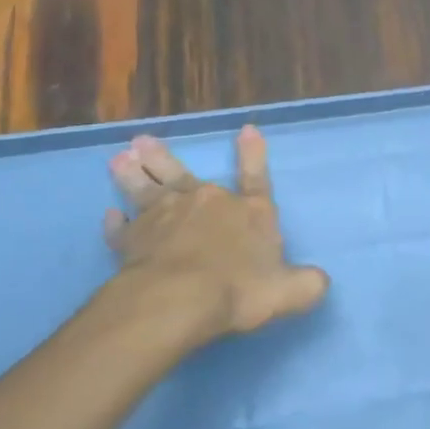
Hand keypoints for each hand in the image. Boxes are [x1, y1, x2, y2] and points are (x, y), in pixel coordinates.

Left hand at [93, 126, 329, 346]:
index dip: (254, 154)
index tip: (247, 129)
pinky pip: (122, 230)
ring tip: (118, 159)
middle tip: (141, 141)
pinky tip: (110, 217)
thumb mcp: (291, 291)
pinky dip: (116, 224)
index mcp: (248, 212)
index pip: (256, 178)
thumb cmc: (240, 289)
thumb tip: (320, 281)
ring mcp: (164, 219)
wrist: (180, 299)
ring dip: (132, 175)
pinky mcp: (133, 241)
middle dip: (164, 158)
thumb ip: (307, 284)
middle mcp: (205, 204)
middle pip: (182, 175)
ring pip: (145, 190)